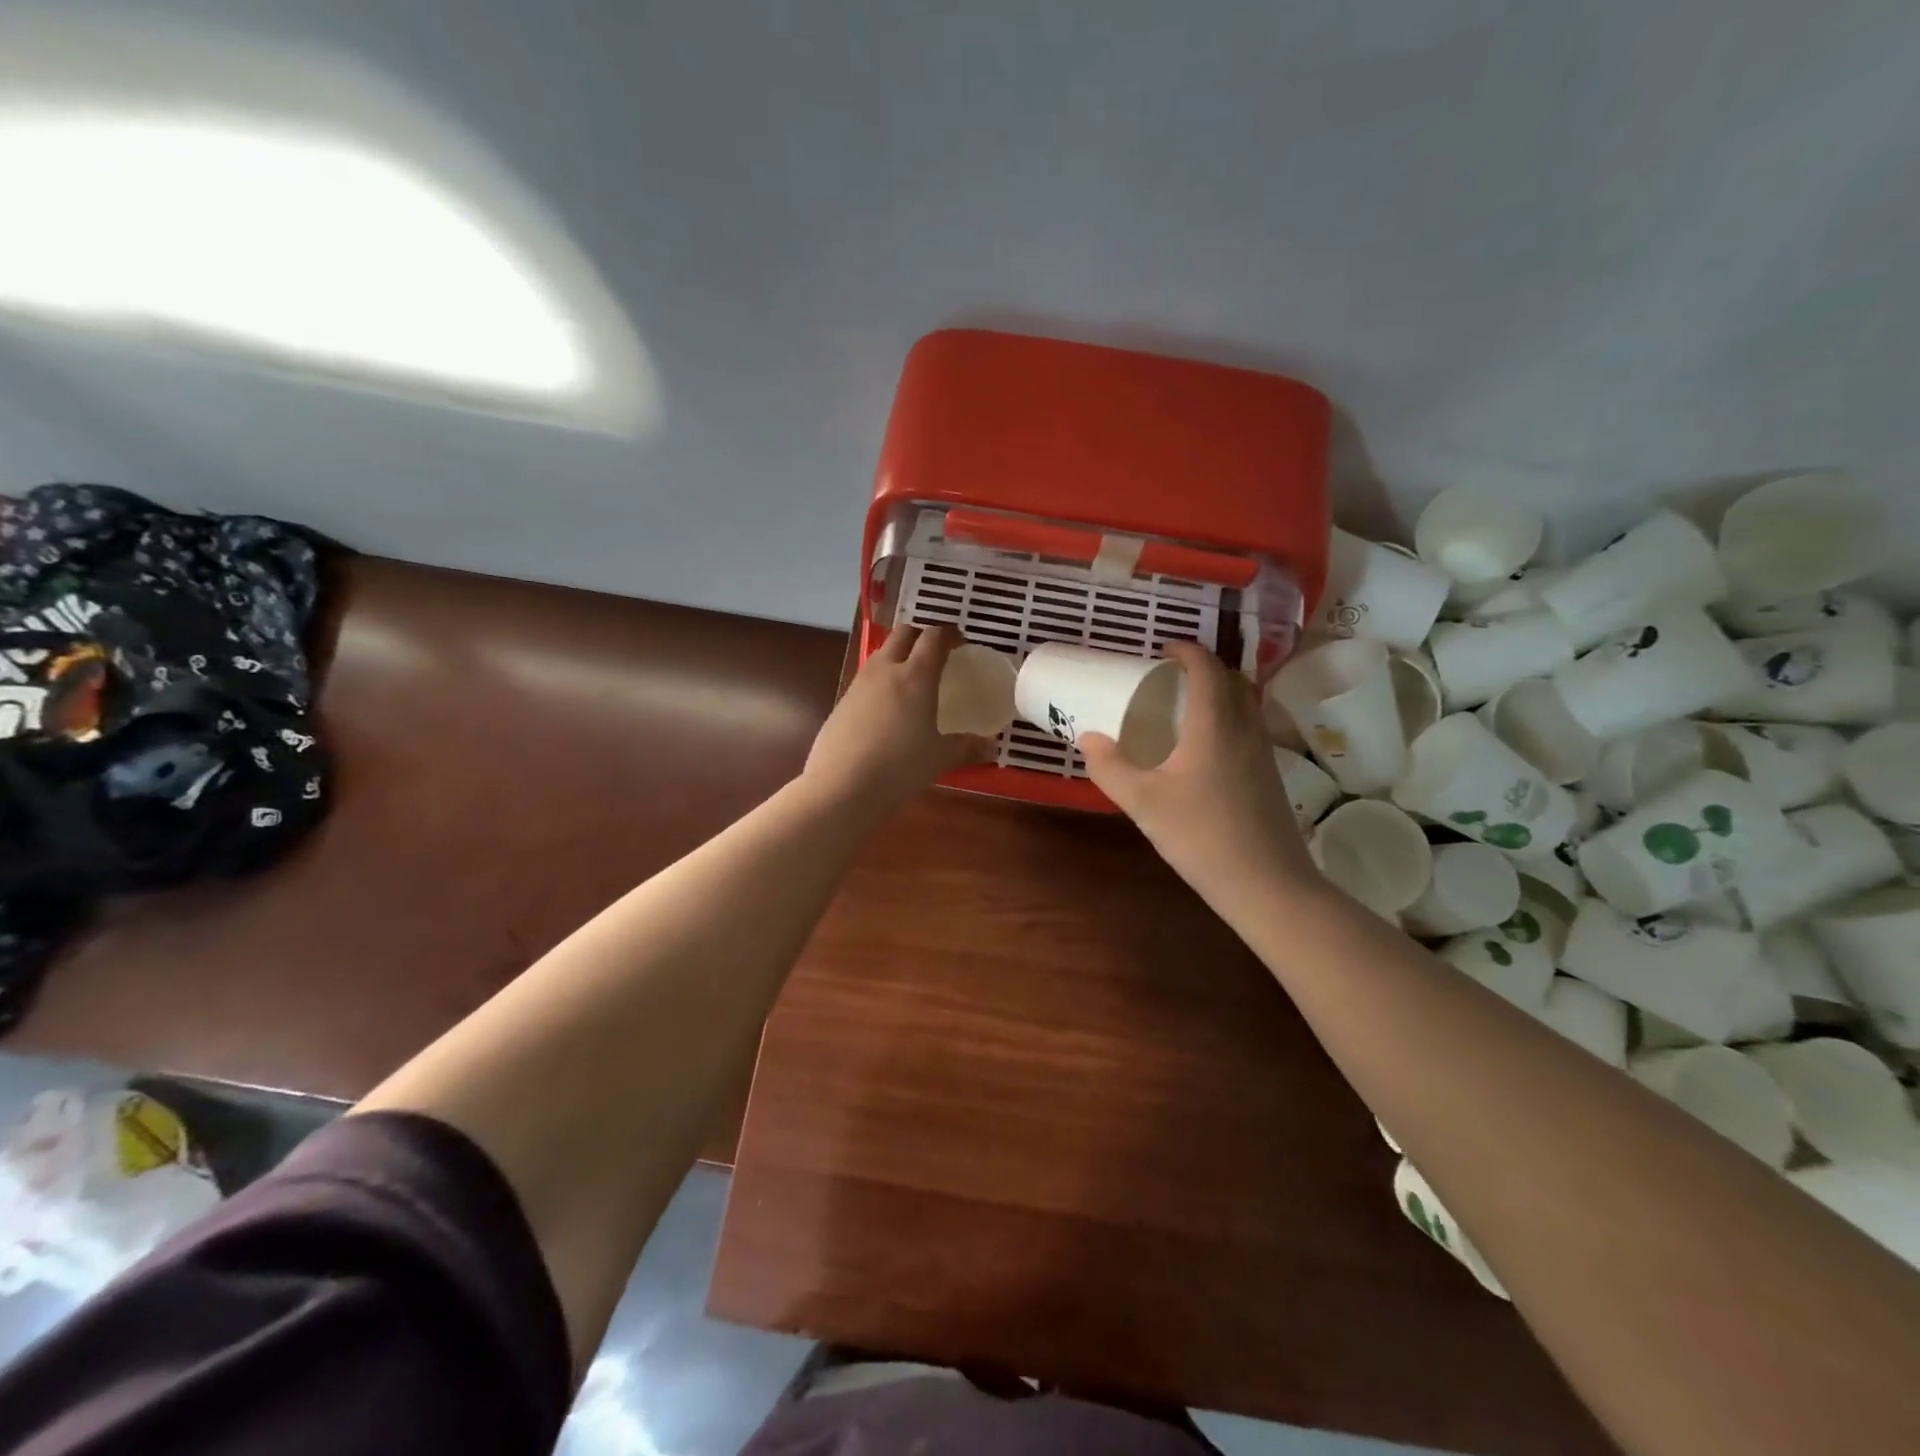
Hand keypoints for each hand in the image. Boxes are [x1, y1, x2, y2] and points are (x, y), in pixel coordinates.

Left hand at [803, 624, 992, 817]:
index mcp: (916, 675)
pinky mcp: (841, 702)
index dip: (948, 634)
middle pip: (903, 633)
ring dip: (898, 655)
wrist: (841, 786)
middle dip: (921, 635)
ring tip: (911, 679)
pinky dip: (881, 681)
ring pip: (881, 653)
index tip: (959, 642)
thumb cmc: (899, 766)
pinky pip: (866, 679)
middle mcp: (885, 670)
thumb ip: (967, 747)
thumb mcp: (940, 758)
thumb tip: (991, 745)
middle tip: (935, 653)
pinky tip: (887, 709)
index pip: (934, 637)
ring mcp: (859, 684)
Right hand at [1081, 642, 1314, 901]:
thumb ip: (1111, 767)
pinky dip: (1226, 720)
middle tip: (1170, 678)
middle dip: (1203, 669)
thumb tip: (1088, 739)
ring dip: (1217, 694)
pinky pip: (1248, 728)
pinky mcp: (1269, 776)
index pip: (1207, 667)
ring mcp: (1263, 753)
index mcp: (1215, 724)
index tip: (1163, 650)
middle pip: (1231, 680)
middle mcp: (1245, 728)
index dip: (1186, 650)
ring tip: (1183, 709)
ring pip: (1244, 705)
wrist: (1267, 884)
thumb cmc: (1201, 836)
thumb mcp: (1143, 802)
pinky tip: (1203, 751)